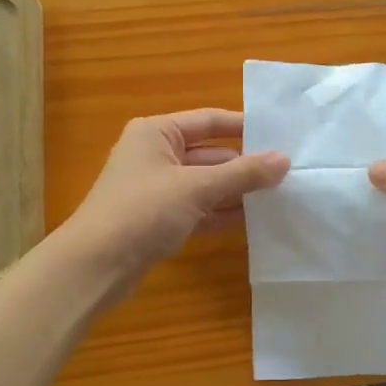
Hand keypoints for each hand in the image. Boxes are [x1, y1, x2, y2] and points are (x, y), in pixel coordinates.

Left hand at [58, 109, 288, 303]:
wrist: (96, 265)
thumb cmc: (143, 211)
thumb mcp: (197, 187)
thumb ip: (242, 174)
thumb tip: (284, 160)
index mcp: (157, 132)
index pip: (209, 121)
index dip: (245, 127)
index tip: (282, 136)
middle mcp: (156, 154)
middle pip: (210, 153)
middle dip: (245, 165)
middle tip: (288, 172)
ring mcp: (157, 189)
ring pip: (206, 183)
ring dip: (237, 191)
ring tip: (279, 196)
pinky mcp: (160, 219)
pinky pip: (199, 208)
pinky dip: (222, 212)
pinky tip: (254, 220)